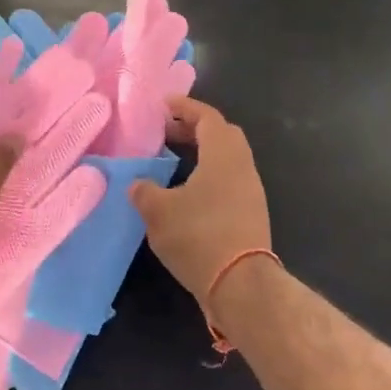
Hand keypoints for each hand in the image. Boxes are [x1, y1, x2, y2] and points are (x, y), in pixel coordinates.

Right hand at [129, 96, 270, 299]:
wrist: (241, 285)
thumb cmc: (198, 236)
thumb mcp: (158, 212)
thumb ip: (145, 191)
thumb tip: (139, 184)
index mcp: (223, 155)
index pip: (208, 117)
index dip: (186, 107)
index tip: (164, 104)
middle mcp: (242, 167)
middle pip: (222, 135)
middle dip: (195, 129)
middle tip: (167, 132)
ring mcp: (251, 192)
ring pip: (227, 160)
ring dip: (203, 154)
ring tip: (174, 162)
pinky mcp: (251, 216)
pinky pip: (229, 182)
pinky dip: (209, 176)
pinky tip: (187, 193)